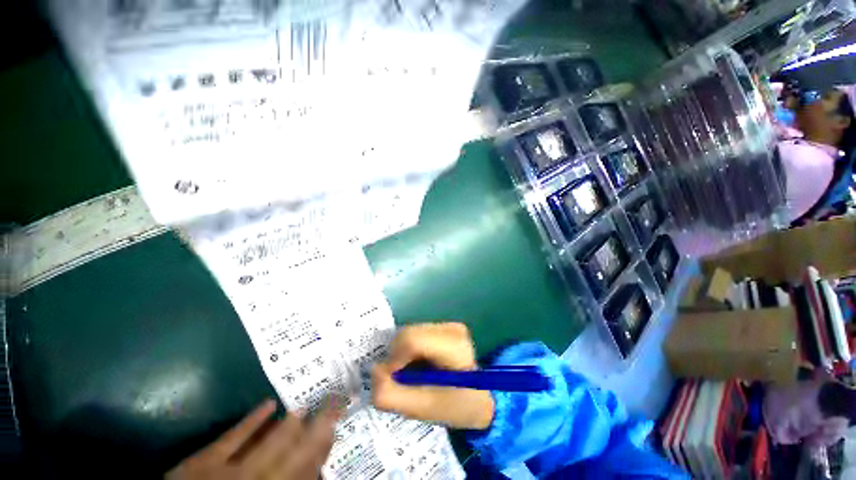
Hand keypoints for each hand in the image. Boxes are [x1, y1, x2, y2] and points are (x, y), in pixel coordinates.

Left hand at [166, 399, 342, 479]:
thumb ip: (292, 479)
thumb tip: (315, 471)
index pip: (304, 471)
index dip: (321, 450)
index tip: (336, 427)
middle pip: (292, 456)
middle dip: (315, 431)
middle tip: (334, 406)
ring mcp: (229, 472)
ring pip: (268, 446)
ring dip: (289, 427)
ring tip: (306, 407)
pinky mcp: (205, 461)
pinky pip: (233, 438)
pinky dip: (253, 420)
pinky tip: (270, 403)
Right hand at [371, 322, 494, 429]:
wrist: (476, 398)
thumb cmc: (454, 406)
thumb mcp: (422, 410)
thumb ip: (391, 395)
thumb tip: (373, 371)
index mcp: (454, 347)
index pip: (413, 340)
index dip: (394, 359)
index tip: (392, 379)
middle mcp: (452, 329)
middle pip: (408, 334)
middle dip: (396, 357)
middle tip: (402, 379)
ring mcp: (448, 325)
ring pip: (408, 332)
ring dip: (402, 354)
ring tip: (412, 373)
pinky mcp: (443, 326)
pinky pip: (414, 333)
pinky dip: (408, 350)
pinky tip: (419, 364)